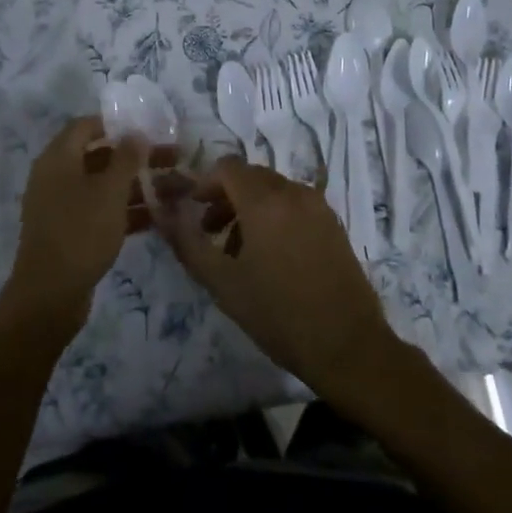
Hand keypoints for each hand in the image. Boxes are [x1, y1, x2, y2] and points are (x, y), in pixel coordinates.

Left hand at [3, 116, 159, 333]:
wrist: (49, 296)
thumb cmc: (80, 232)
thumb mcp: (109, 191)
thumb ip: (126, 159)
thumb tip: (135, 133)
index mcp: (58, 159)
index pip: (86, 126)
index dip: (117, 124)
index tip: (150, 128)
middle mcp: (57, 177)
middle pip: (101, 156)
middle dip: (139, 157)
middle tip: (175, 159)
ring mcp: (64, 207)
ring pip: (106, 186)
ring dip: (140, 186)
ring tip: (179, 190)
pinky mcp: (72, 233)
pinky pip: (103, 212)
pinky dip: (128, 211)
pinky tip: (160, 217)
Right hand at [155, 157, 399, 399]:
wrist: (348, 345)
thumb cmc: (279, 314)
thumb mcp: (223, 283)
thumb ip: (188, 243)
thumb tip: (163, 215)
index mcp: (265, 201)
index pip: (228, 167)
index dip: (204, 183)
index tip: (191, 210)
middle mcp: (294, 192)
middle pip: (251, 176)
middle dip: (225, 196)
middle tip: (209, 231)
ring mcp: (318, 206)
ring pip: (273, 190)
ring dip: (248, 208)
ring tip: (236, 250)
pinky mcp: (333, 224)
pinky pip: (294, 205)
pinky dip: (274, 216)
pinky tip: (270, 256)